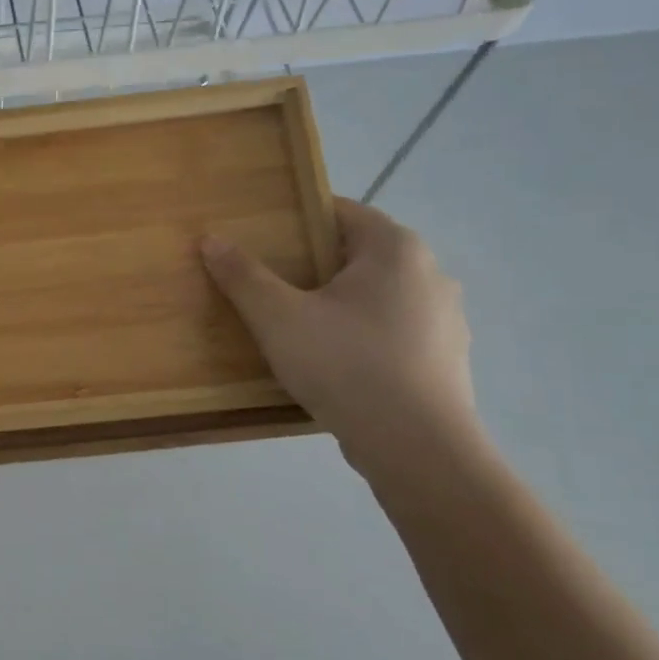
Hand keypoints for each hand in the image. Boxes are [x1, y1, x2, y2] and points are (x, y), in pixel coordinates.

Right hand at [201, 199, 481, 465]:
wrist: (417, 448)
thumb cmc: (346, 366)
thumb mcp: (278, 318)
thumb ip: (243, 276)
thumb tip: (211, 240)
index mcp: (395, 248)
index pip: (341, 211)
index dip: (296, 220)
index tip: (262, 241)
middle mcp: (431, 273)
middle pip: (359, 254)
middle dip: (314, 266)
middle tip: (270, 286)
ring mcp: (446, 318)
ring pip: (378, 296)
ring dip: (341, 304)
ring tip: (298, 329)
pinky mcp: (447, 359)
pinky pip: (395, 332)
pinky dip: (364, 336)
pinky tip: (335, 365)